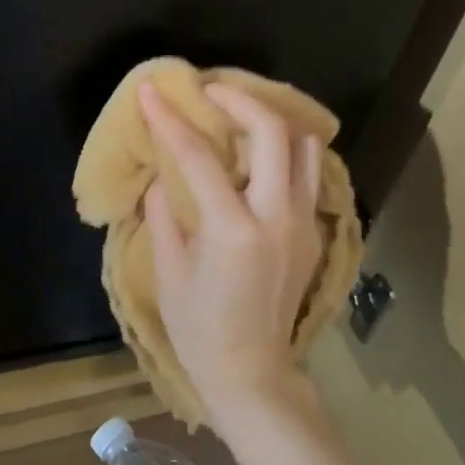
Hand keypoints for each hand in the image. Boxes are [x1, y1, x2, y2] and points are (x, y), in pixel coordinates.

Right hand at [138, 81, 323, 417]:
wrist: (252, 374)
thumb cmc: (198, 328)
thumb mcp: (168, 269)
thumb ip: (163, 212)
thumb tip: (164, 174)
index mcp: (232, 230)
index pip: (198, 155)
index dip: (169, 118)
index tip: (150, 90)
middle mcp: (277, 218)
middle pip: (274, 133)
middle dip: (240, 100)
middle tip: (210, 92)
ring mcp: (304, 225)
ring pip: (305, 148)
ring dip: (271, 123)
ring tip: (238, 118)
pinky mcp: (313, 234)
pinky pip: (306, 175)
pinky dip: (284, 152)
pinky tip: (255, 158)